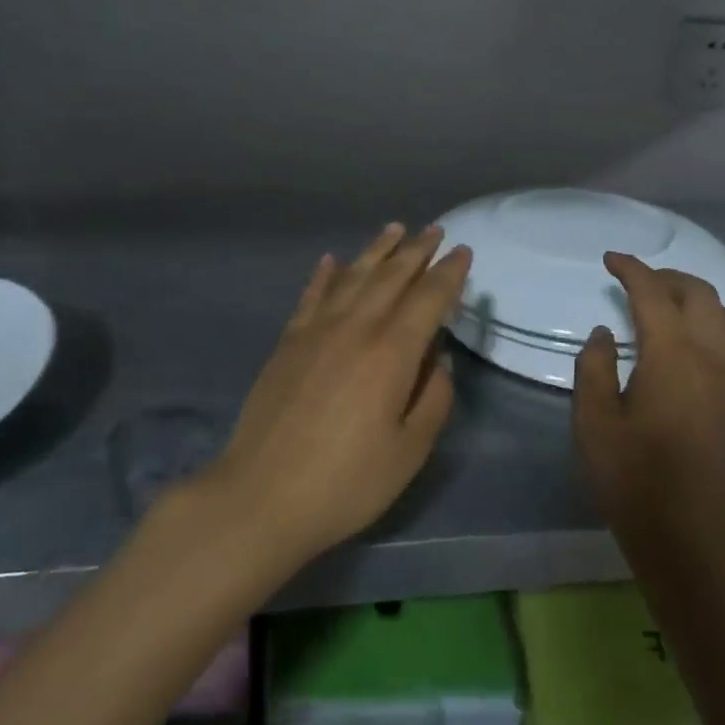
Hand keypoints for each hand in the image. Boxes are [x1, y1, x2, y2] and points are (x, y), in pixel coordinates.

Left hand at [207, 224, 470, 567]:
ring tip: (395, 229)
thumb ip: (433, 399)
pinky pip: (311, 295)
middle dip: (417, 251)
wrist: (261, 495)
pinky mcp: (287, 342)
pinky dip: (326, 274)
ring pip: (353, 276)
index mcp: (391, 353)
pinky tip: (332, 260)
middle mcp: (355, 328)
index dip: (449, 273)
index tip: (464, 252)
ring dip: (377, 250)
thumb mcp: (409, 452)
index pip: (428, 298)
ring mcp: (316, 331)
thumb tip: (439, 361)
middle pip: (391, 277)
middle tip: (435, 230)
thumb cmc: (346, 482)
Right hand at [573, 252, 724, 536]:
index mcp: (673, 355)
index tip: (611, 260)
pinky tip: (690, 346)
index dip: (631, 269)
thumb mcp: (593, 422)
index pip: (653, 294)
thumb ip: (595, 368)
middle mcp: (714, 356)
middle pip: (700, 294)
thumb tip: (605, 334)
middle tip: (637, 282)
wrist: (694, 535)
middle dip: (667, 278)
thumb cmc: (634, 478)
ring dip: (694, 300)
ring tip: (665, 308)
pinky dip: (711, 326)